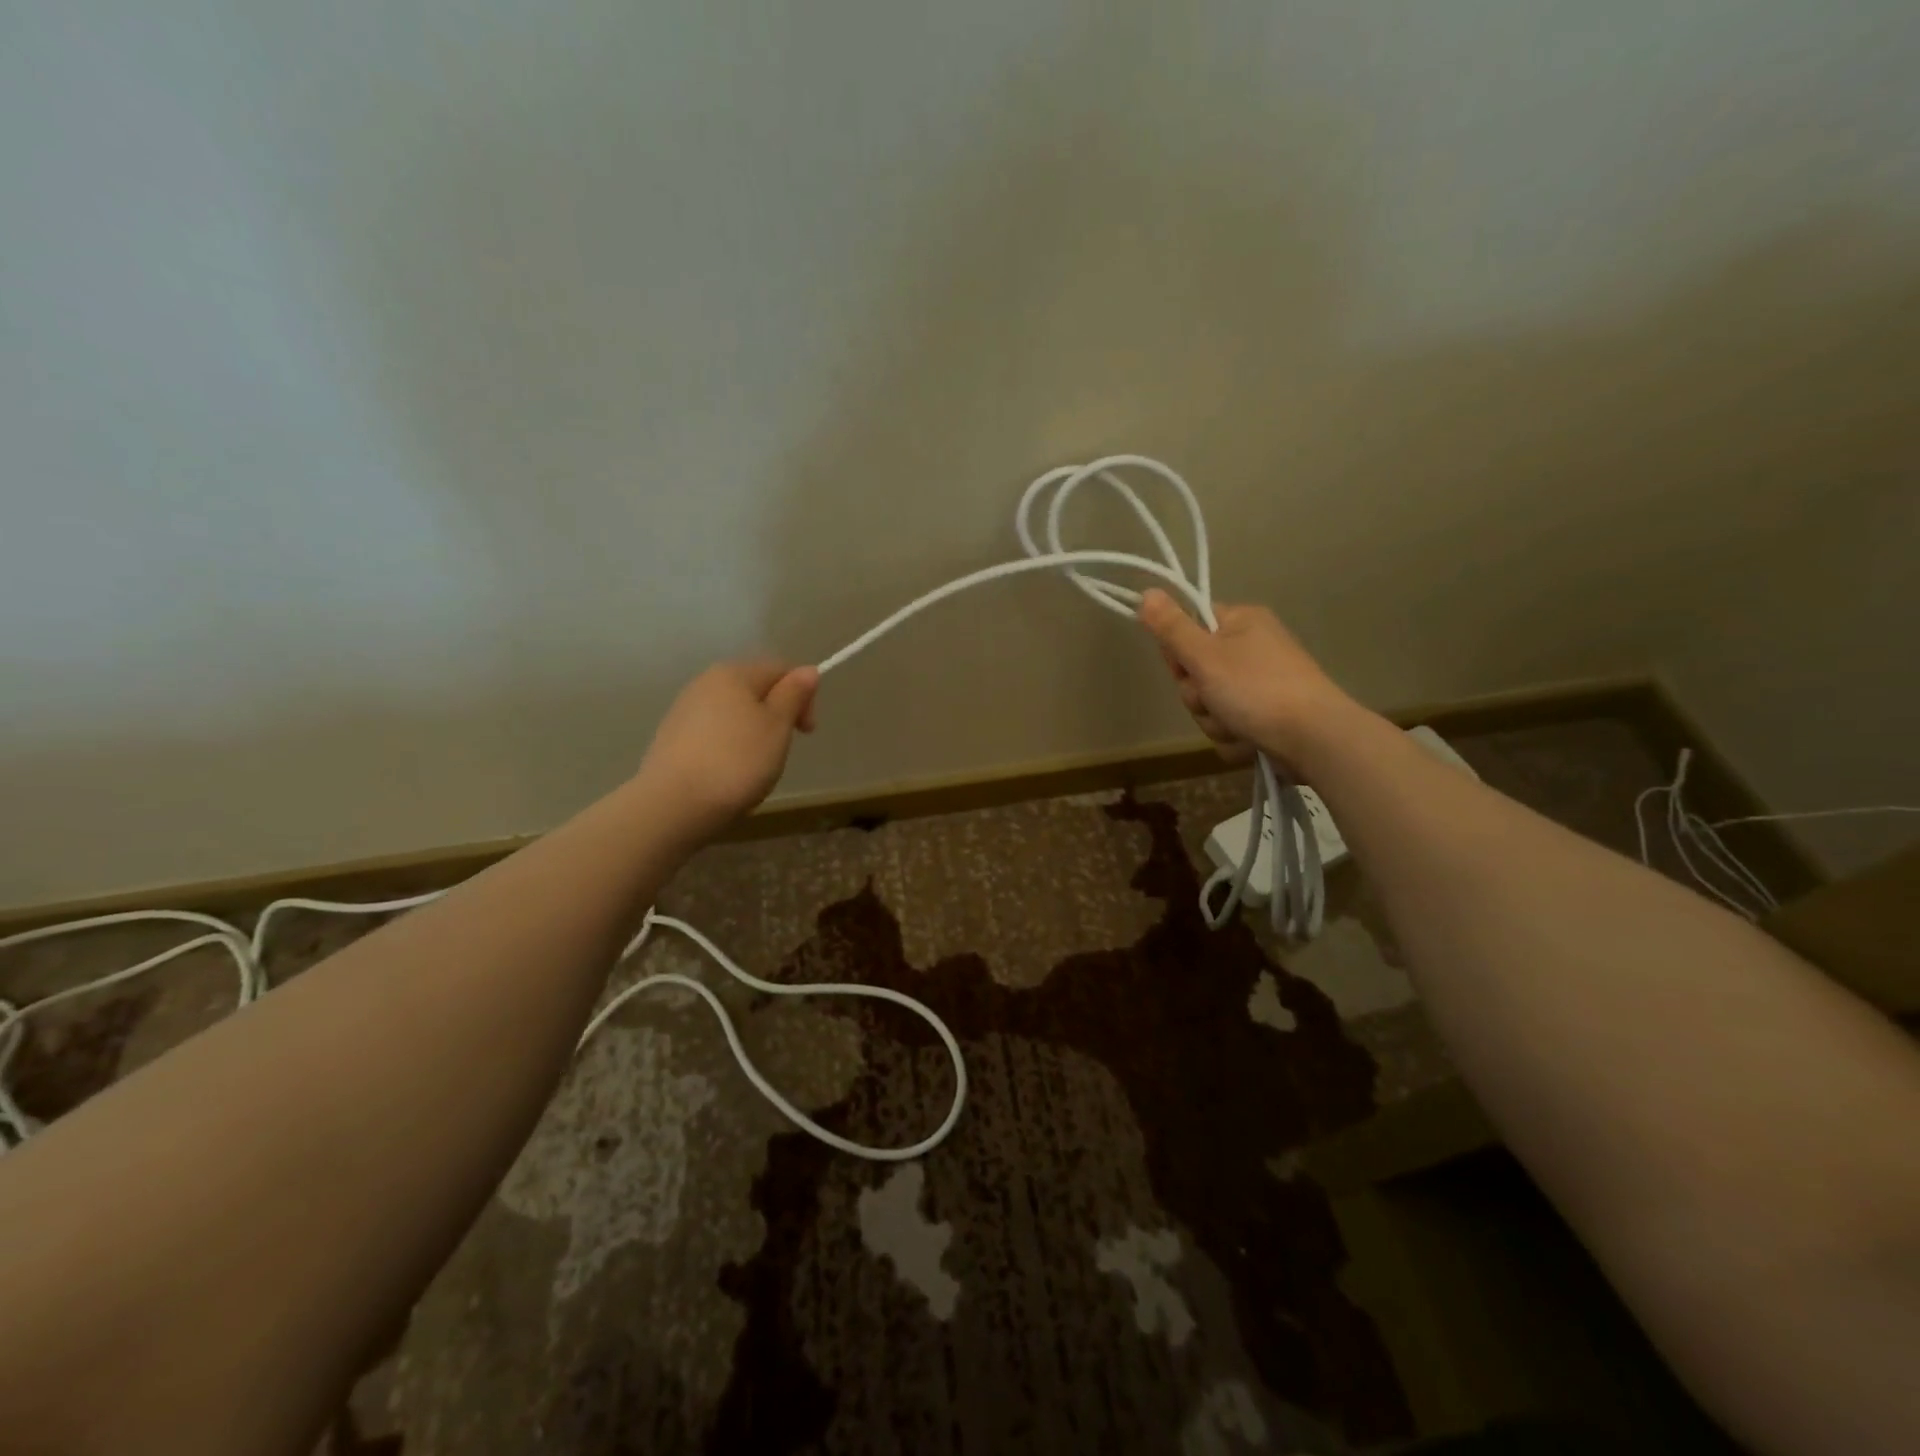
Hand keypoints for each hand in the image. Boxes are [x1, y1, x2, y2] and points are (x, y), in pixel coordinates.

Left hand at [637, 659, 818, 837]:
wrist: (673, 804)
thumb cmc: (737, 761)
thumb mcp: (777, 726)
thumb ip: (793, 694)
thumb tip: (808, 670)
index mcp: (734, 673)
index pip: (780, 670)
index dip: (803, 697)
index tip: (806, 732)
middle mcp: (705, 682)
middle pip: (754, 691)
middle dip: (775, 717)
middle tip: (781, 752)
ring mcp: (684, 710)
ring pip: (733, 715)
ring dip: (752, 735)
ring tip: (755, 769)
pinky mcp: (671, 738)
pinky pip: (713, 735)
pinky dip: (728, 749)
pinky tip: (727, 776)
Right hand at [1136, 590, 1355, 767]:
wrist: (1313, 738)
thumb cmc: (1256, 690)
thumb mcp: (1204, 656)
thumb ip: (1171, 628)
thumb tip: (1146, 592)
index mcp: (1242, 622)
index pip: (1189, 628)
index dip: (1178, 654)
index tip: (1184, 669)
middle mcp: (1253, 647)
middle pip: (1197, 672)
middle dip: (1199, 696)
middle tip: (1213, 700)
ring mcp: (1263, 683)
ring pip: (1212, 703)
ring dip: (1215, 720)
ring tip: (1236, 725)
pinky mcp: (1269, 714)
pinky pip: (1231, 724)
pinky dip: (1234, 735)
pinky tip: (1249, 740)